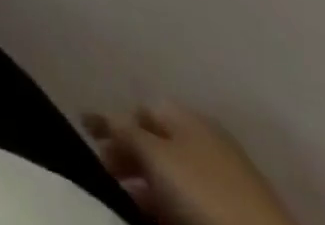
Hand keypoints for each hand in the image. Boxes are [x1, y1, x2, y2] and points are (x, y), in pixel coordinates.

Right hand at [83, 104, 297, 224]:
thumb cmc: (203, 192)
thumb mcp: (153, 154)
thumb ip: (123, 131)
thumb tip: (100, 116)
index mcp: (188, 117)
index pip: (140, 110)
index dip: (113, 122)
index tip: (89, 139)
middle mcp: (206, 141)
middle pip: (155, 143)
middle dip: (128, 157)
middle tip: (105, 175)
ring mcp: (225, 180)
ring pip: (173, 176)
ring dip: (146, 187)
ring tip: (126, 203)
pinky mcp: (236, 214)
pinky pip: (189, 201)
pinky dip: (168, 205)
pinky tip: (155, 216)